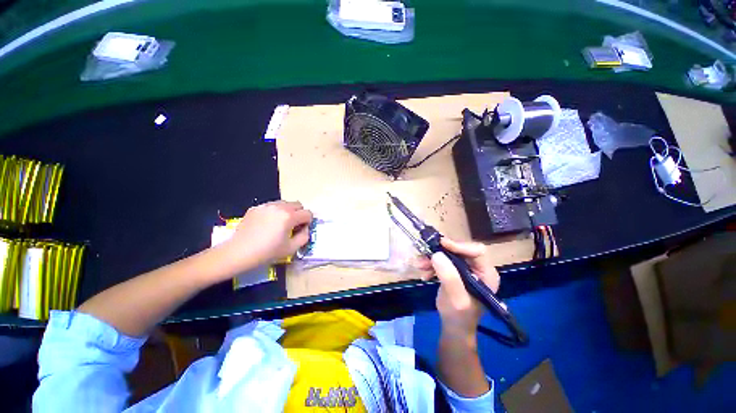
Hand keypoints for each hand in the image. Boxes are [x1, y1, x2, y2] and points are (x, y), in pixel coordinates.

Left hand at [221, 201, 312, 270]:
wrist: (237, 253)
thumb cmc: (266, 252)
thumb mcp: (291, 249)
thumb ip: (304, 237)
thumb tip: (305, 229)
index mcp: (289, 216)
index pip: (307, 213)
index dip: (308, 222)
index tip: (301, 230)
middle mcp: (279, 207)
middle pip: (298, 204)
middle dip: (299, 214)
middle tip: (293, 226)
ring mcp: (266, 206)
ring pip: (284, 203)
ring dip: (287, 211)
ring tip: (279, 224)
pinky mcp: (255, 208)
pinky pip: (271, 206)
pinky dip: (274, 212)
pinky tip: (266, 225)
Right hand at [416, 238, 499, 337]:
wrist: (453, 327)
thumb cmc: (459, 317)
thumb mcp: (456, 298)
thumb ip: (449, 277)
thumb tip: (436, 254)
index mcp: (486, 274)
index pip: (477, 251)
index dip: (459, 245)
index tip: (441, 244)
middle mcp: (477, 268)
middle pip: (459, 250)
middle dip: (440, 252)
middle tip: (424, 255)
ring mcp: (465, 268)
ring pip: (448, 254)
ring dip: (432, 258)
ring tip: (419, 265)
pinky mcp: (455, 270)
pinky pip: (442, 260)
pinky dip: (431, 264)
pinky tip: (424, 273)